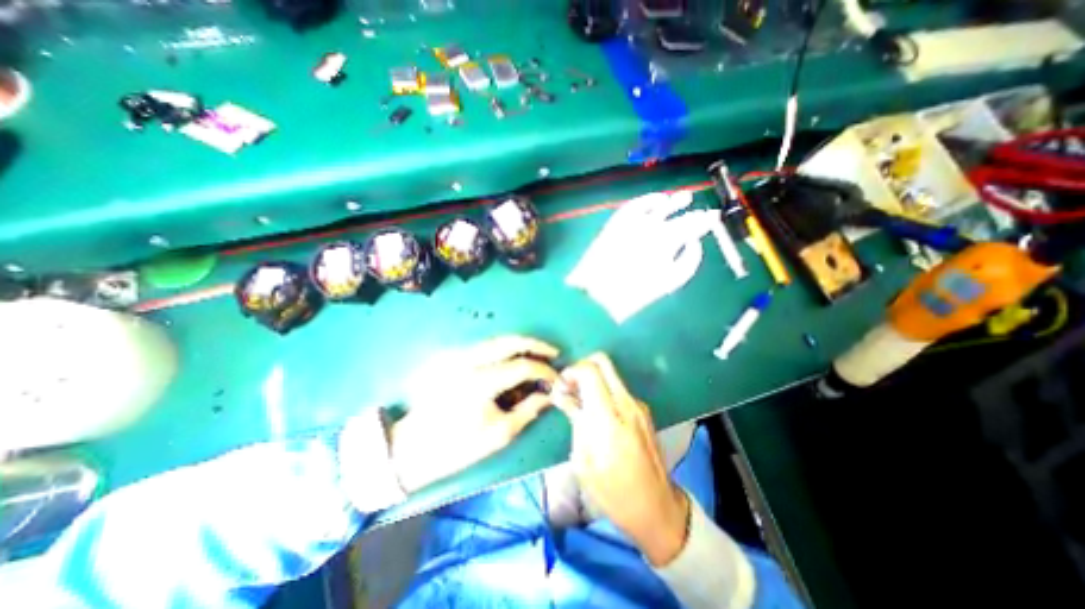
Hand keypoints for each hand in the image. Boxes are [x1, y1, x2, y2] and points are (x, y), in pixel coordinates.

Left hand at [391, 334, 559, 491]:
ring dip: (521, 344)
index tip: (556, 378)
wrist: (414, 447)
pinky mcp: (453, 357)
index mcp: (480, 383)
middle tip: (553, 352)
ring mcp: (458, 356)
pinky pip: (486, 347)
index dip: (544, 371)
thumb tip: (550, 394)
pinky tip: (515, 359)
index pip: (522, 367)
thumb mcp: (499, 434)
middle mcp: (469, 361)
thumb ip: (529, 410)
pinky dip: (505, 350)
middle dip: (535, 344)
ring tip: (539, 354)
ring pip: (497, 340)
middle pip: (509, 341)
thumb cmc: (458, 447)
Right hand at [555, 353, 689, 566]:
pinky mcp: (644, 410)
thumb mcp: (584, 460)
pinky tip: (596, 412)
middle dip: (582, 366)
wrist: (657, 508)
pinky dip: (603, 390)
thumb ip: (574, 420)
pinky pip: (619, 388)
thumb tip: (560, 394)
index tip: (560, 386)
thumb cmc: (614, 492)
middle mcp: (626, 403)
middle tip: (570, 385)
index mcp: (609, 417)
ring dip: (592, 378)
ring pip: (611, 373)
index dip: (571, 371)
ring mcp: (638, 405)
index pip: (590, 371)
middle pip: (603, 361)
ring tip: (579, 401)